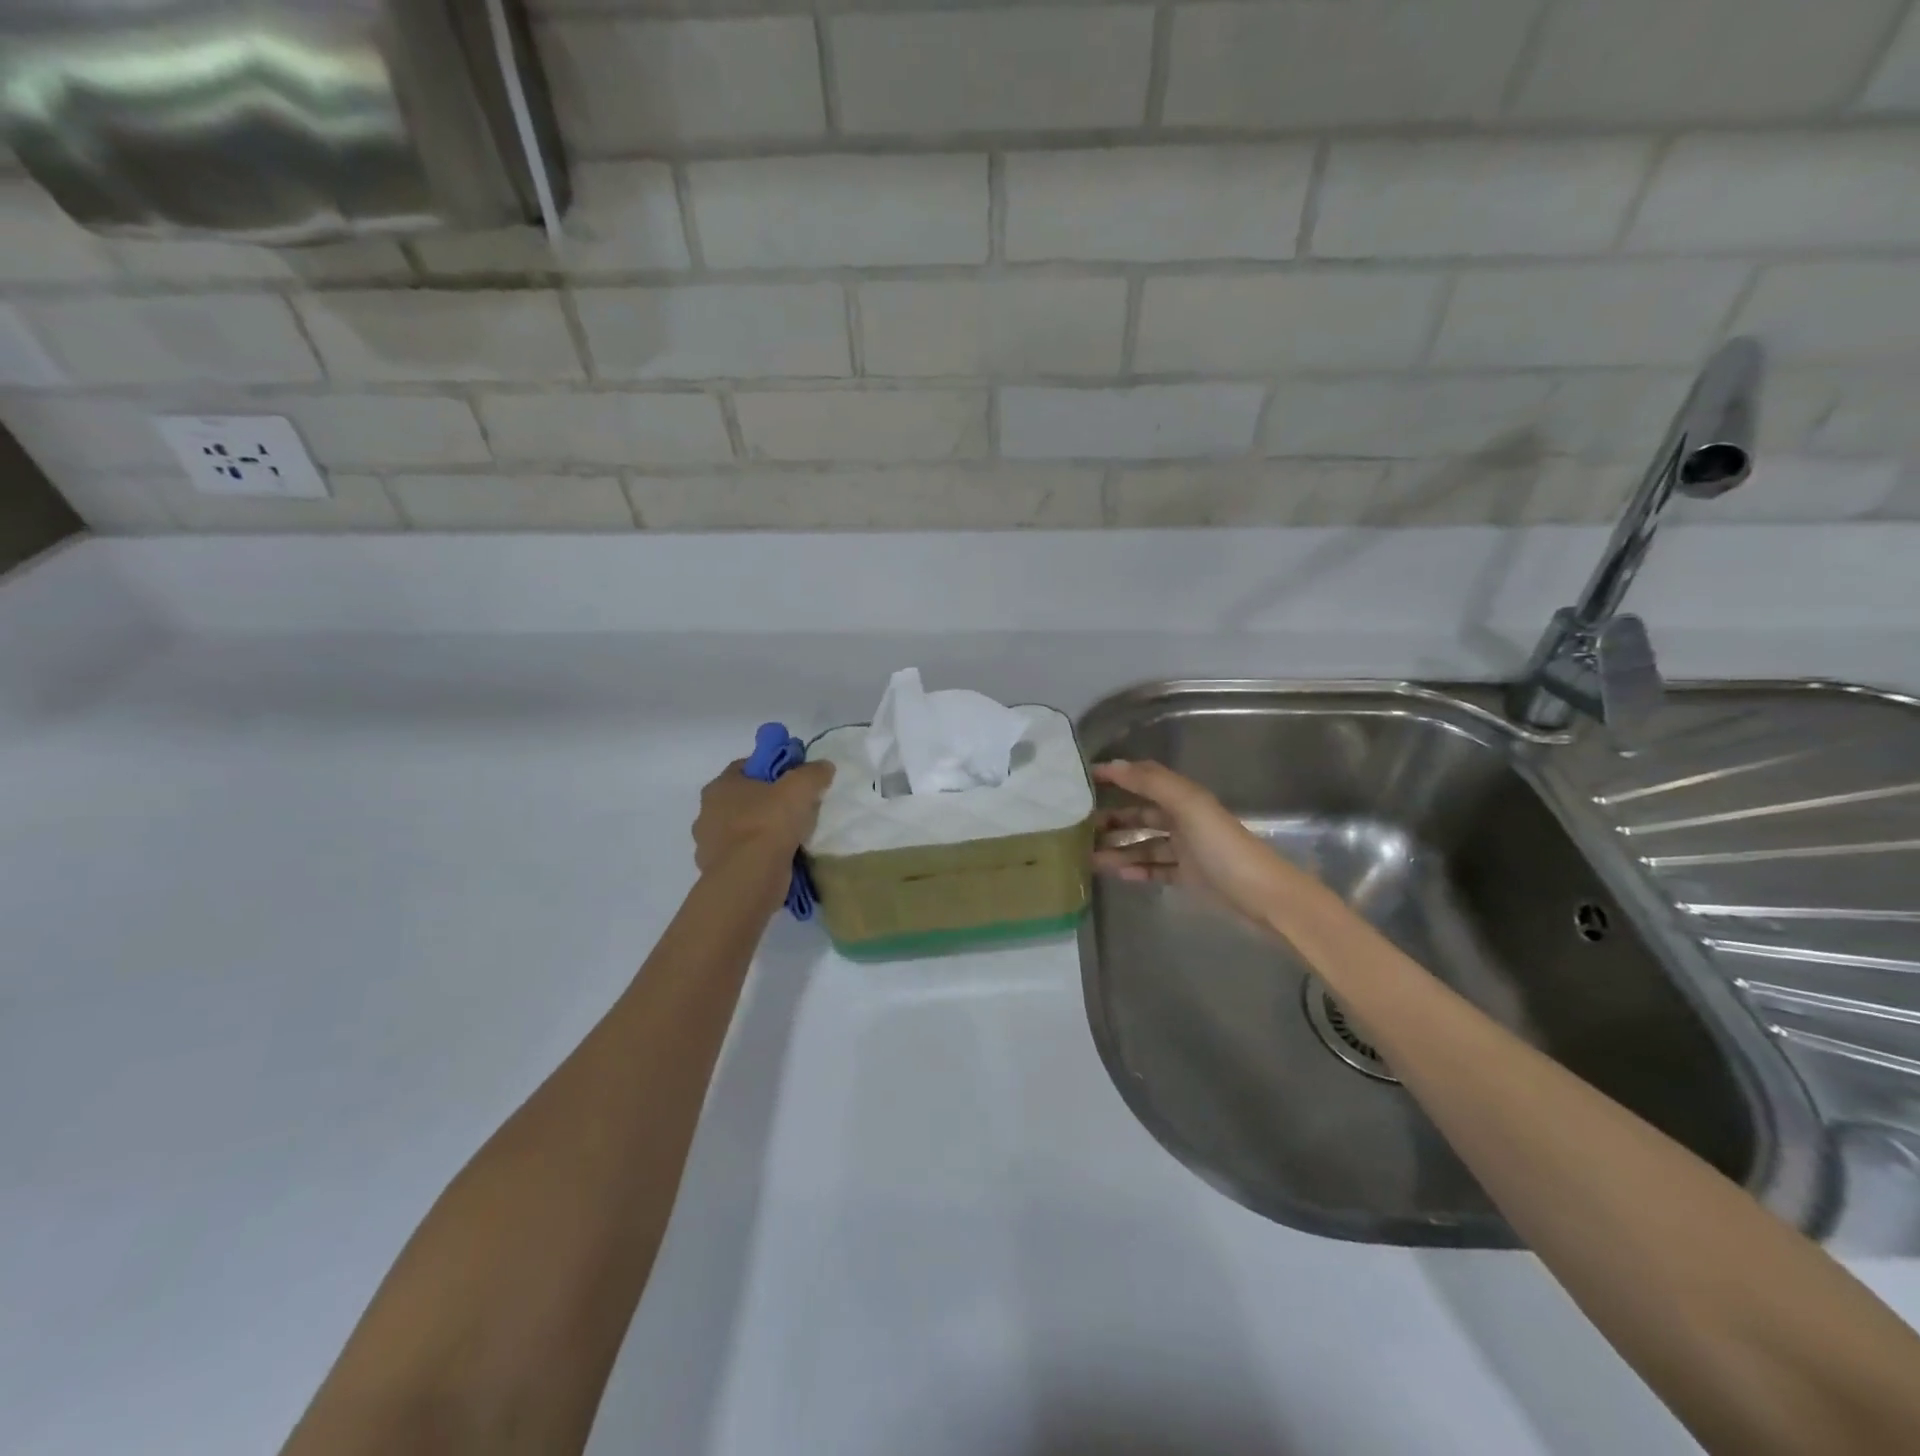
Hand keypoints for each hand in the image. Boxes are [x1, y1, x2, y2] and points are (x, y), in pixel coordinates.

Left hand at [692, 758, 835, 874]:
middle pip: (743, 799)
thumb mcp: (800, 788)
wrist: (750, 879)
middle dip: (767, 803)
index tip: (794, 780)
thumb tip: (823, 767)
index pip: (745, 767)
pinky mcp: (717, 872)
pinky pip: (743, 856)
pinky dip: (758, 856)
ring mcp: (708, 845)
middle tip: (795, 810)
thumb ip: (813, 773)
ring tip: (790, 839)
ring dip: (761, 832)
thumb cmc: (769, 823)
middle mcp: (706, 813)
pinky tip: (779, 860)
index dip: (771, 769)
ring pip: (742, 830)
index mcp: (720, 786)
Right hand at [1091, 760, 1296, 924]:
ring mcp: (1187, 851)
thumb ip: (1151, 782)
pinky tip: (1118, 874)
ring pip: (1144, 845)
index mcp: (1184, 799)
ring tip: (1090, 858)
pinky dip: (1137, 870)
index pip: (1144, 780)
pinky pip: (1156, 870)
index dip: (1117, 777)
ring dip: (1119, 849)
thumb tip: (1112, 764)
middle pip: (1141, 815)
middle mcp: (1184, 820)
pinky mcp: (1190, 878)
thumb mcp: (1188, 806)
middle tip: (1080, 828)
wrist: (1263, 897)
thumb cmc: (1223, 847)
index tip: (1083, 779)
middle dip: (1112, 819)